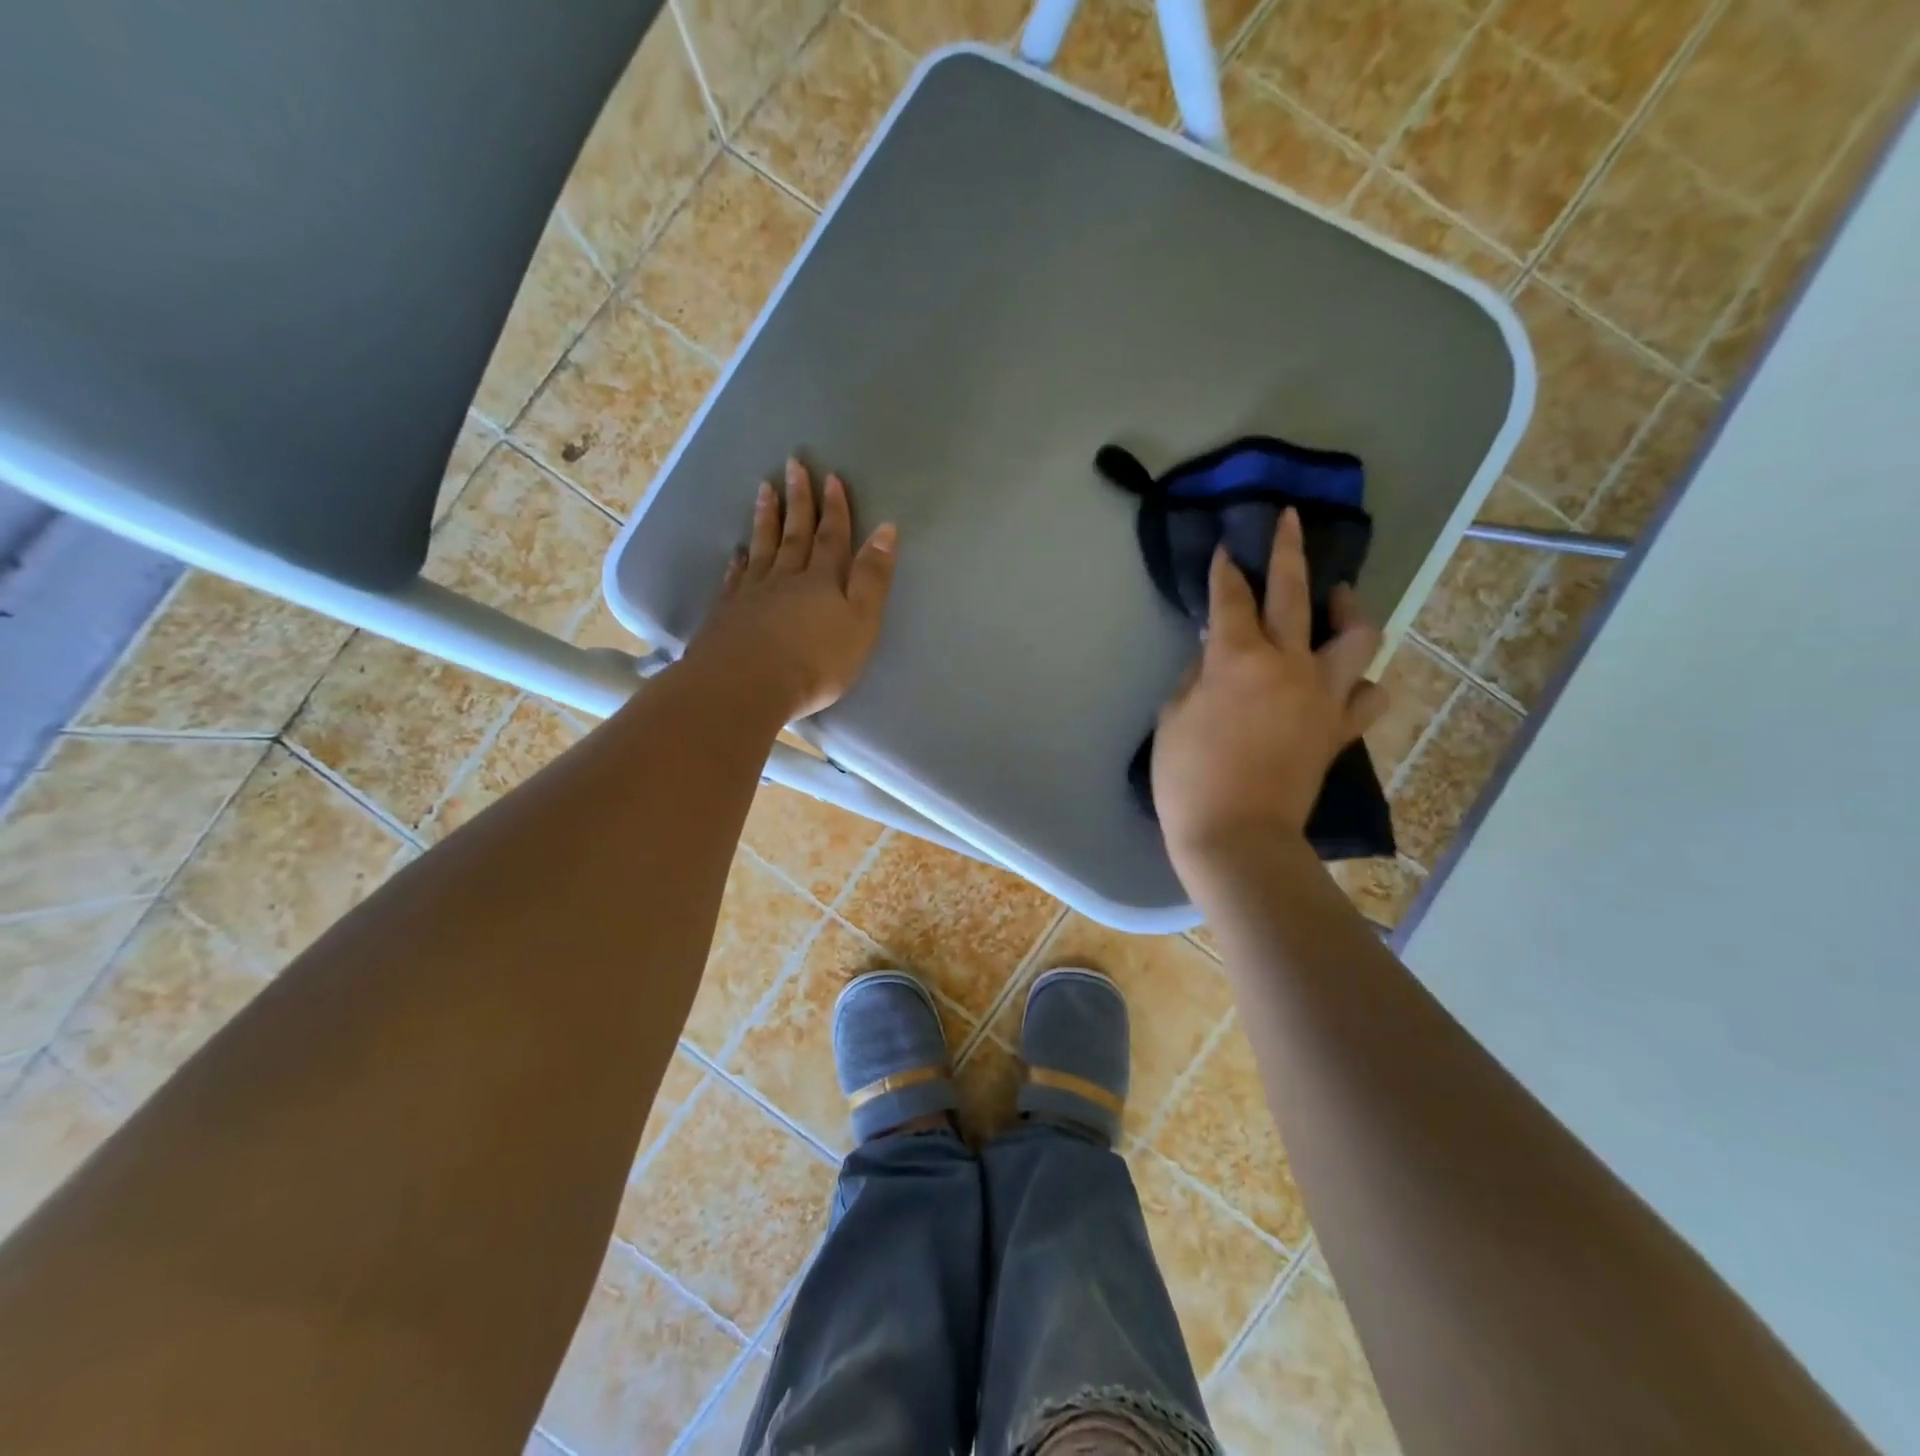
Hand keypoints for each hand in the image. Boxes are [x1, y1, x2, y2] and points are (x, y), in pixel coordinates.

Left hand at [684, 458, 897, 720]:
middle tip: (793, 464)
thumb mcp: (861, 622)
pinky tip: (737, 552)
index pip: (832, 537)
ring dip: (766, 519)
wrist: (746, 686)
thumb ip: (873, 578)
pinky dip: (739, 562)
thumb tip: (886, 530)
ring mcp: (752, 594)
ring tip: (764, 490)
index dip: (835, 508)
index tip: (831, 477)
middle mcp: (786, 578)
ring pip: (762, 548)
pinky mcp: (727, 614)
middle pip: (794, 533)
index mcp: (823, 580)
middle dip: (798, 500)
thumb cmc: (815, 661)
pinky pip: (735, 579)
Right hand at [1153, 507, 1387, 869]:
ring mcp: (1322, 696)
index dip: (1226, 570)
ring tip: (1339, 602)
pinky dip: (1360, 682)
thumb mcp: (1173, 717)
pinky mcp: (1338, 730)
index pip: (1231, 599)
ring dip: (1348, 611)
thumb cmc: (1189, 777)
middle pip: (1296, 594)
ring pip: (1356, 637)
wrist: (1237, 836)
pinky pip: (1368, 696)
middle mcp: (1289, 665)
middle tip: (1288, 523)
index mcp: (1239, 659)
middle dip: (1288, 551)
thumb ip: (1196, 674)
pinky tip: (1345, 681)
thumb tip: (1214, 651)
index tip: (1225, 549)